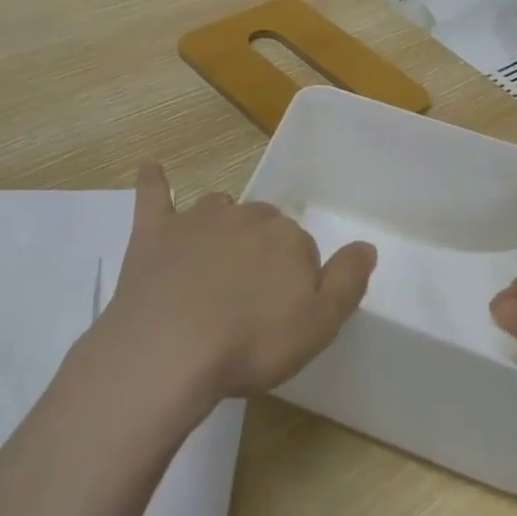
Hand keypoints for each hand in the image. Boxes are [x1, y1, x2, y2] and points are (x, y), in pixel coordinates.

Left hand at [101, 164, 375, 402]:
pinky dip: (153, 180)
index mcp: (287, 237)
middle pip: (262, 225)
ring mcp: (196, 219)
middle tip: (249, 298)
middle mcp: (245, 216)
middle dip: (261, 252)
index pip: (301, 248)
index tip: (282, 311)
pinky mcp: (155, 230)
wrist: (171, 347)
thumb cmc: (251, 343)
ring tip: (215, 264)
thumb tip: (366, 246)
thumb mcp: (319, 324)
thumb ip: (347, 281)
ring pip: (219, 209)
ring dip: (222, 227)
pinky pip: (154, 194)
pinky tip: (150, 168)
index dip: (294, 281)